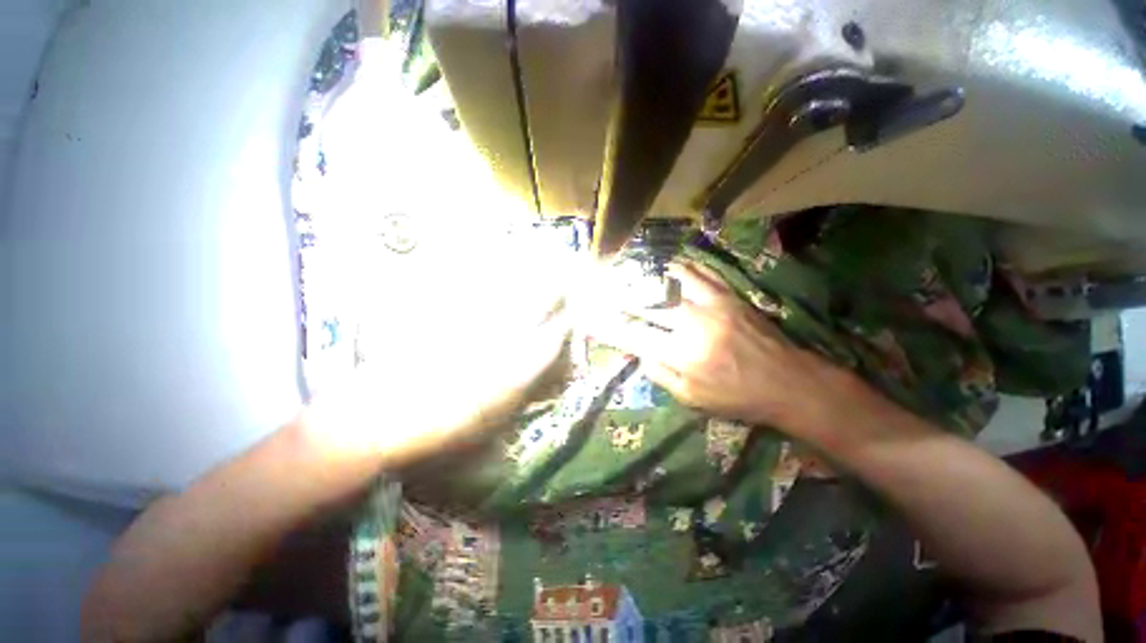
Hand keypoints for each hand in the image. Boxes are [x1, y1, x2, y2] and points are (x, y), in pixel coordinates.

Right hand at [586, 263, 851, 434]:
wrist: (790, 382)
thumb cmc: (737, 397)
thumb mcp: (692, 399)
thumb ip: (660, 373)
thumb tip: (636, 352)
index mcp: (681, 355)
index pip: (632, 335)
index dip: (607, 325)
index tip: (587, 317)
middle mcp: (691, 324)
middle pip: (646, 302)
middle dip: (618, 294)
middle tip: (600, 286)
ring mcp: (712, 305)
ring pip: (670, 280)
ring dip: (646, 275)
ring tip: (629, 271)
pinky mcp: (729, 295)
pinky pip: (699, 272)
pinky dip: (679, 267)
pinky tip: (667, 265)